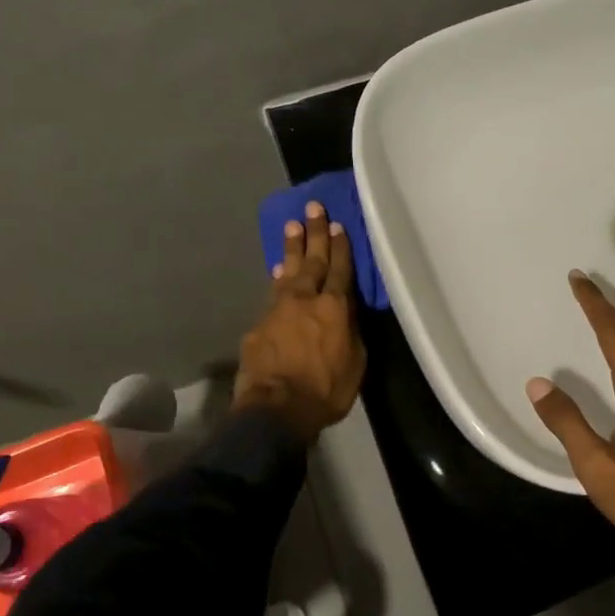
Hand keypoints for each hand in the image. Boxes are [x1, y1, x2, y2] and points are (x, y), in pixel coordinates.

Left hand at [234, 201, 366, 444]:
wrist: (276, 408)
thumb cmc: (326, 390)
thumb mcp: (355, 362)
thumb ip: (350, 331)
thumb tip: (345, 313)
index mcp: (335, 308)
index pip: (340, 269)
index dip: (341, 247)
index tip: (339, 225)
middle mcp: (306, 299)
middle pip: (312, 260)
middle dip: (314, 232)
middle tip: (313, 206)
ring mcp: (278, 309)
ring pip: (288, 271)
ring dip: (292, 247)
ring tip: (291, 225)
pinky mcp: (259, 325)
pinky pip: (272, 294)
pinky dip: (277, 279)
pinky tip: (277, 270)